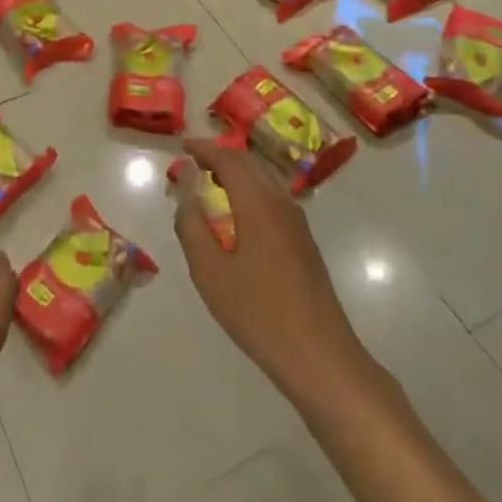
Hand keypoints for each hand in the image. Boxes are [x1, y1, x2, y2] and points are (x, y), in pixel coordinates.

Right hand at [172, 138, 383, 412]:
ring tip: (210, 185)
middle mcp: (281, 203)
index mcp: (258, 203)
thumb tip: (185, 191)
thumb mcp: (210, 272)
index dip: (204, 149)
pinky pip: (273, 199)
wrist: (319, 355)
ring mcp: (297, 223)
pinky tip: (237, 217)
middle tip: (192, 165)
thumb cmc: (258, 312)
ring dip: (237, 174)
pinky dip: (250, 192)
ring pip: (264, 180)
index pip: (229, 160)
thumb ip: (192, 226)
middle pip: (250, 164)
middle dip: (220, 158)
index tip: (182, 146)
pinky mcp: (304, 242)